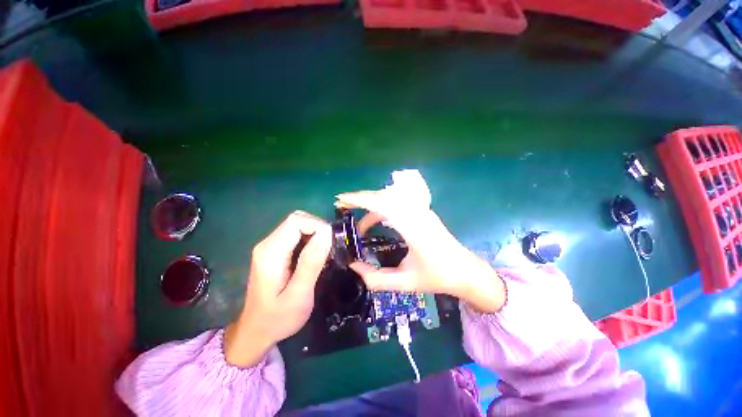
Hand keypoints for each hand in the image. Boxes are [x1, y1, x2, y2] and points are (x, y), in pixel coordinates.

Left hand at [224, 211, 331, 367]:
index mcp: (271, 252)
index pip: (297, 221)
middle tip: (329, 249)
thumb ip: (311, 263)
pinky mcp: (274, 251)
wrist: (256, 331)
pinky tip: (315, 256)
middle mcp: (268, 244)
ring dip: (315, 234)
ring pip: (297, 225)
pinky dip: (310, 239)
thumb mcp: (299, 294)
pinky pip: (295, 235)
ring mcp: (270, 247)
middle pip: (297, 220)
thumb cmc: (278, 318)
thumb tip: (326, 233)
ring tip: (324, 253)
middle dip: (318, 229)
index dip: (318, 226)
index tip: (331, 243)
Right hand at [336, 190, 505, 313]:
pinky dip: (381, 210)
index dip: (360, 199)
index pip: (382, 204)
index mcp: (413, 227)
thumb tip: (353, 266)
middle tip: (342, 206)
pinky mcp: (422, 212)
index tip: (341, 200)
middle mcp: (417, 213)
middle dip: (361, 199)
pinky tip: (374, 222)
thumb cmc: (437, 277)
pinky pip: (397, 204)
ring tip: (356, 221)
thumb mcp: (404, 282)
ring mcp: (421, 211)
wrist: (466, 272)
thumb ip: (375, 279)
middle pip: (384, 197)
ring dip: (371, 206)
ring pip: (390, 199)